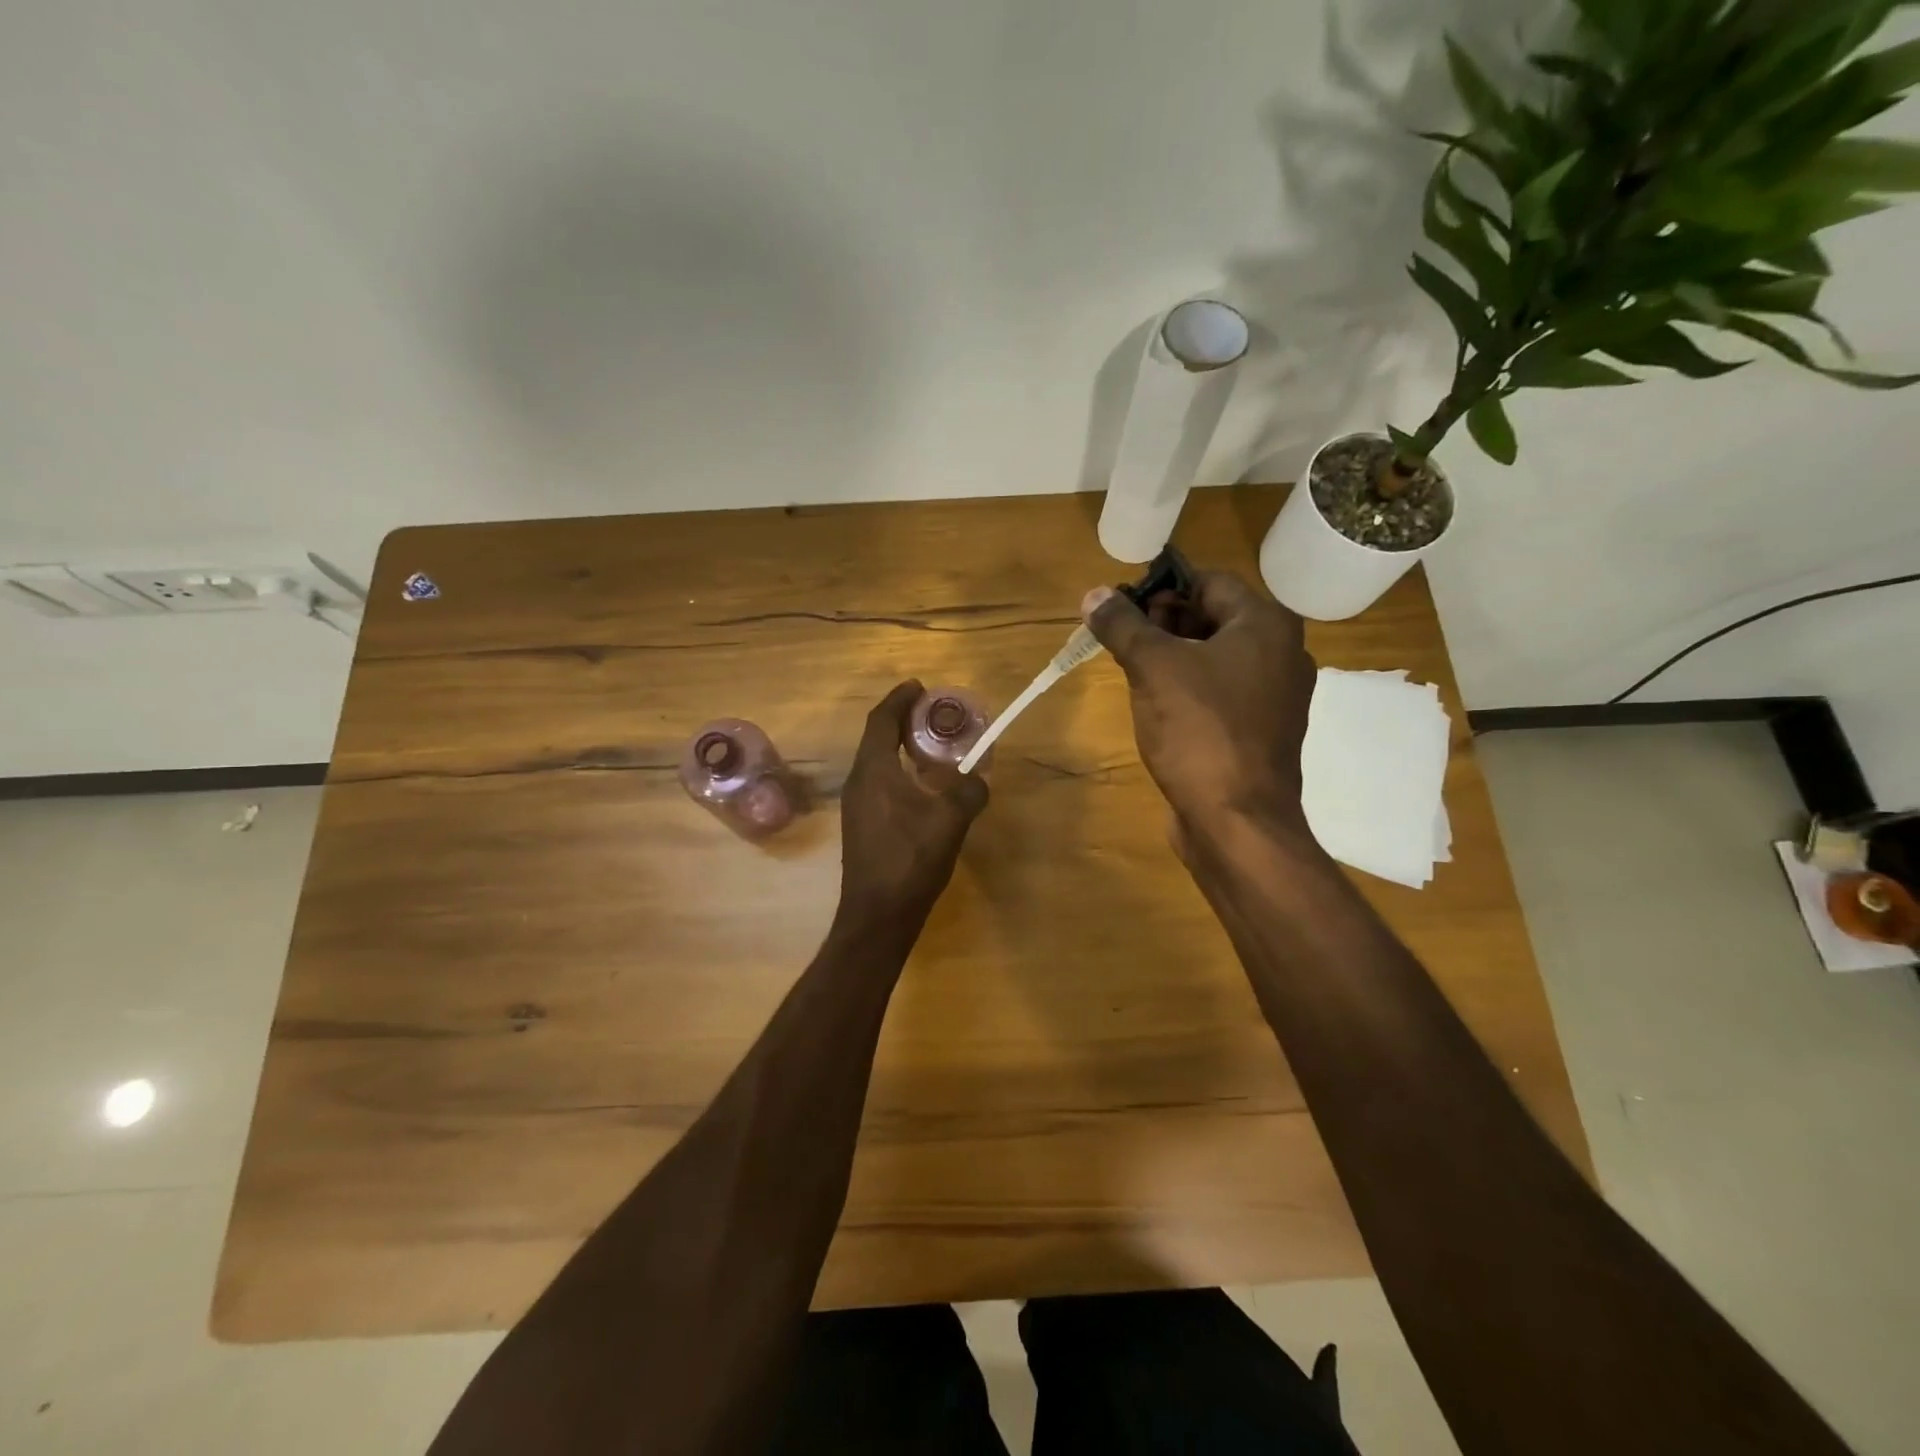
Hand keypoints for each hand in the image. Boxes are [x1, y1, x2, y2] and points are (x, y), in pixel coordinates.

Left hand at [837, 681, 989, 926]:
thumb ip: (968, 791)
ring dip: (900, 747)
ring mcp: (857, 805)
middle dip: (902, 721)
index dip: (899, 699)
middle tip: (932, 714)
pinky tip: (922, 786)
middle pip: (876, 738)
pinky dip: (899, 771)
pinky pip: (878, 783)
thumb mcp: (949, 822)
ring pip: (877, 762)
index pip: (881, 721)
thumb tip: (979, 777)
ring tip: (931, 746)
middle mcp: (859, 782)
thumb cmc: (910, 861)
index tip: (919, 686)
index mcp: (874, 771)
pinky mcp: (862, 825)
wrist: (877, 915)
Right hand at [1083, 571, 1315, 831]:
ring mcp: (1274, 695)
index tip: (1121, 608)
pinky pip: (1220, 692)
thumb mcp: (1153, 668)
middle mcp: (1282, 652)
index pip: (1208, 582)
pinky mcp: (1260, 730)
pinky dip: (1188, 688)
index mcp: (1266, 625)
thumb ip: (1123, 625)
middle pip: (1212, 618)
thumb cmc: (1200, 732)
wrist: (1237, 821)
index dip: (1161, 588)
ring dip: (1172, 657)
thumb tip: (1094, 594)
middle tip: (1120, 639)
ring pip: (1214, 657)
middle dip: (1162, 623)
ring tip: (1130, 670)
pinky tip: (1156, 706)